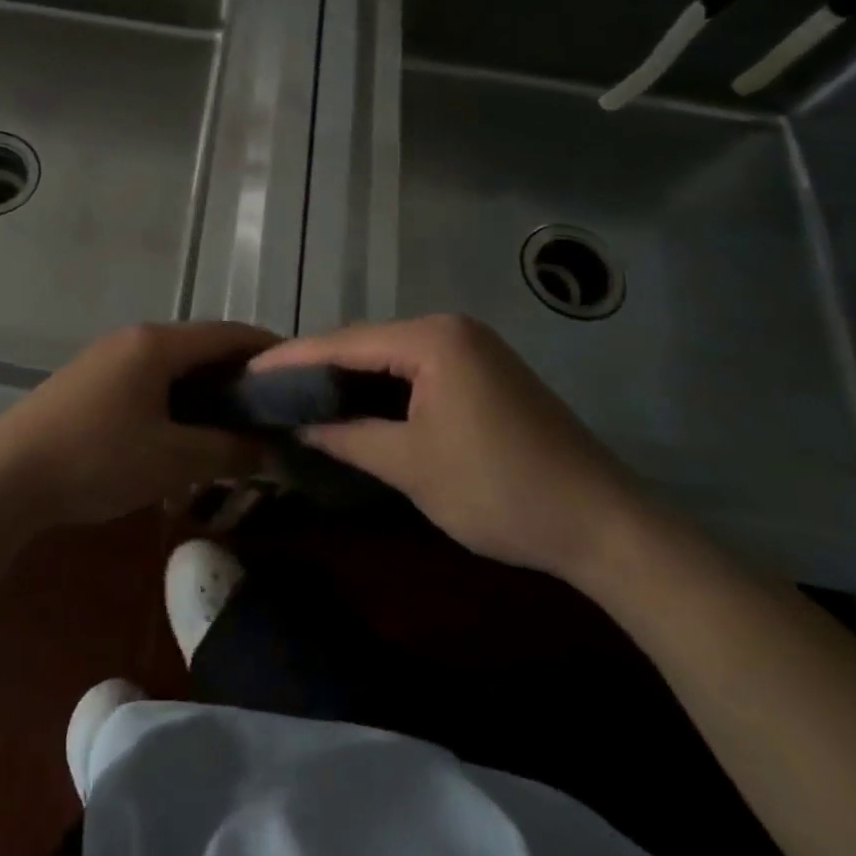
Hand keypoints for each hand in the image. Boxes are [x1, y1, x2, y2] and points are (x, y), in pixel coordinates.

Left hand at [0, 321, 276, 530]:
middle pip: (200, 348)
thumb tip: (271, 448)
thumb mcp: (172, 460)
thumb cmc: (97, 459)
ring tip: (233, 428)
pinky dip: (174, 401)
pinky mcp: (88, 383)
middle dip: (238, 376)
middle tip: (272, 412)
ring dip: (204, 392)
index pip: (228, 333)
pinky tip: (181, 436)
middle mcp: (132, 339)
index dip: (268, 350)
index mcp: (157, 344)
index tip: (301, 374)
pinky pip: (146, 382)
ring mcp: (105, 359)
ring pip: (172, 368)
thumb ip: (228, 451)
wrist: (6, 476)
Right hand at [253, 315, 642, 582]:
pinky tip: (355, 402)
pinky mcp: (484, 371)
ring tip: (300, 394)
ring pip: (389, 356)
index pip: (344, 343)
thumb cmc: (501, 491)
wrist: (606, 526)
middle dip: (317, 365)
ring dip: (348, 376)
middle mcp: (450, 329)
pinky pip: (416, 369)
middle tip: (271, 388)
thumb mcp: (411, 466)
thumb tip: (299, 426)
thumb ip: (347, 437)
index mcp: (433, 340)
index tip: (249, 371)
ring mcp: (472, 347)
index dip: (292, 358)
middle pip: (365, 343)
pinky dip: (382, 386)